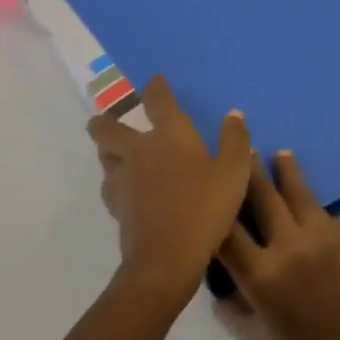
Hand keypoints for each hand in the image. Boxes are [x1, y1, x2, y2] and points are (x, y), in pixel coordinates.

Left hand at [88, 75, 251, 304]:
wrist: (166, 258)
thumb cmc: (204, 208)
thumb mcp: (233, 173)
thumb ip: (235, 141)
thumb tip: (233, 115)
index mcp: (169, 135)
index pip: (158, 101)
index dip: (155, 88)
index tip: (154, 81)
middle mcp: (139, 151)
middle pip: (108, 129)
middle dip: (104, 122)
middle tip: (105, 121)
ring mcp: (123, 180)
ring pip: (104, 158)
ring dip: (107, 153)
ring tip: (114, 155)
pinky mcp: (116, 208)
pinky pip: (110, 187)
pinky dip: (115, 184)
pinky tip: (125, 192)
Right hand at [214, 151, 339, 339]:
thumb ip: (233, 311)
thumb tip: (219, 284)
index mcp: (262, 277)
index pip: (225, 232)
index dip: (211, 208)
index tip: (203, 188)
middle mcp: (288, 245)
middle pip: (260, 195)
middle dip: (246, 170)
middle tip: (238, 148)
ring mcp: (319, 234)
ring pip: (294, 189)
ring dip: (282, 169)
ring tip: (277, 153)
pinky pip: (318, 208)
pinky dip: (305, 198)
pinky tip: (301, 193)